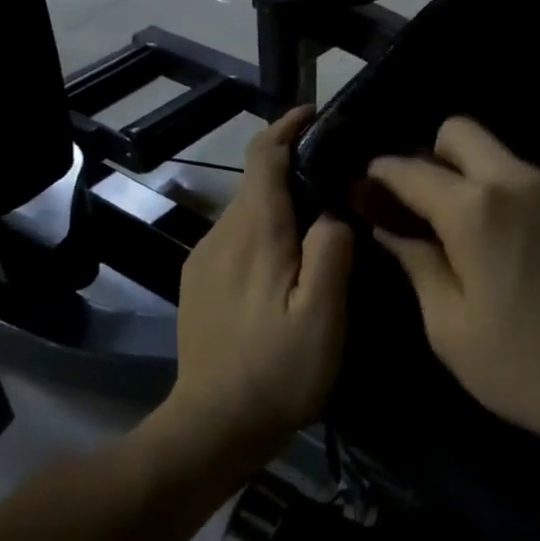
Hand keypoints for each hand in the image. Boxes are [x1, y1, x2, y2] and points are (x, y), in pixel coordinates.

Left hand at [171, 107, 354, 452]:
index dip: (287, 126)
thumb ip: (332, 250)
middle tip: (340, 175)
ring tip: (323, 217)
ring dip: (281, 202)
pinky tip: (290, 260)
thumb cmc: (276, 371)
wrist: (211, 427)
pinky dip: (266, 229)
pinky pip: (237, 237)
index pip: (263, 154)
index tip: (315, 113)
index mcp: (254, 231)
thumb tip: (334, 209)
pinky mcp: (199, 283)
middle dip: (293, 166)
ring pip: (248, 211)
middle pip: (256, 180)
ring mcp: (204, 259)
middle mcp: (222, 233)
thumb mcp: (323, 314)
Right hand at [367, 118, 539, 450]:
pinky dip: (517, 200)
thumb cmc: (528, 367)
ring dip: (478, 181)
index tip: (368, 188)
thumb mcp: (451, 328)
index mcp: (476, 210)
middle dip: (432, 156)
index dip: (382, 174)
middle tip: (427, 208)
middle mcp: (520, 181)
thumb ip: (417, 264)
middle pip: (462, 132)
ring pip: (503, 158)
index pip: (412, 169)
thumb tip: (390, 228)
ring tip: (480, 238)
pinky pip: (538, 183)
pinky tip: (526, 251)